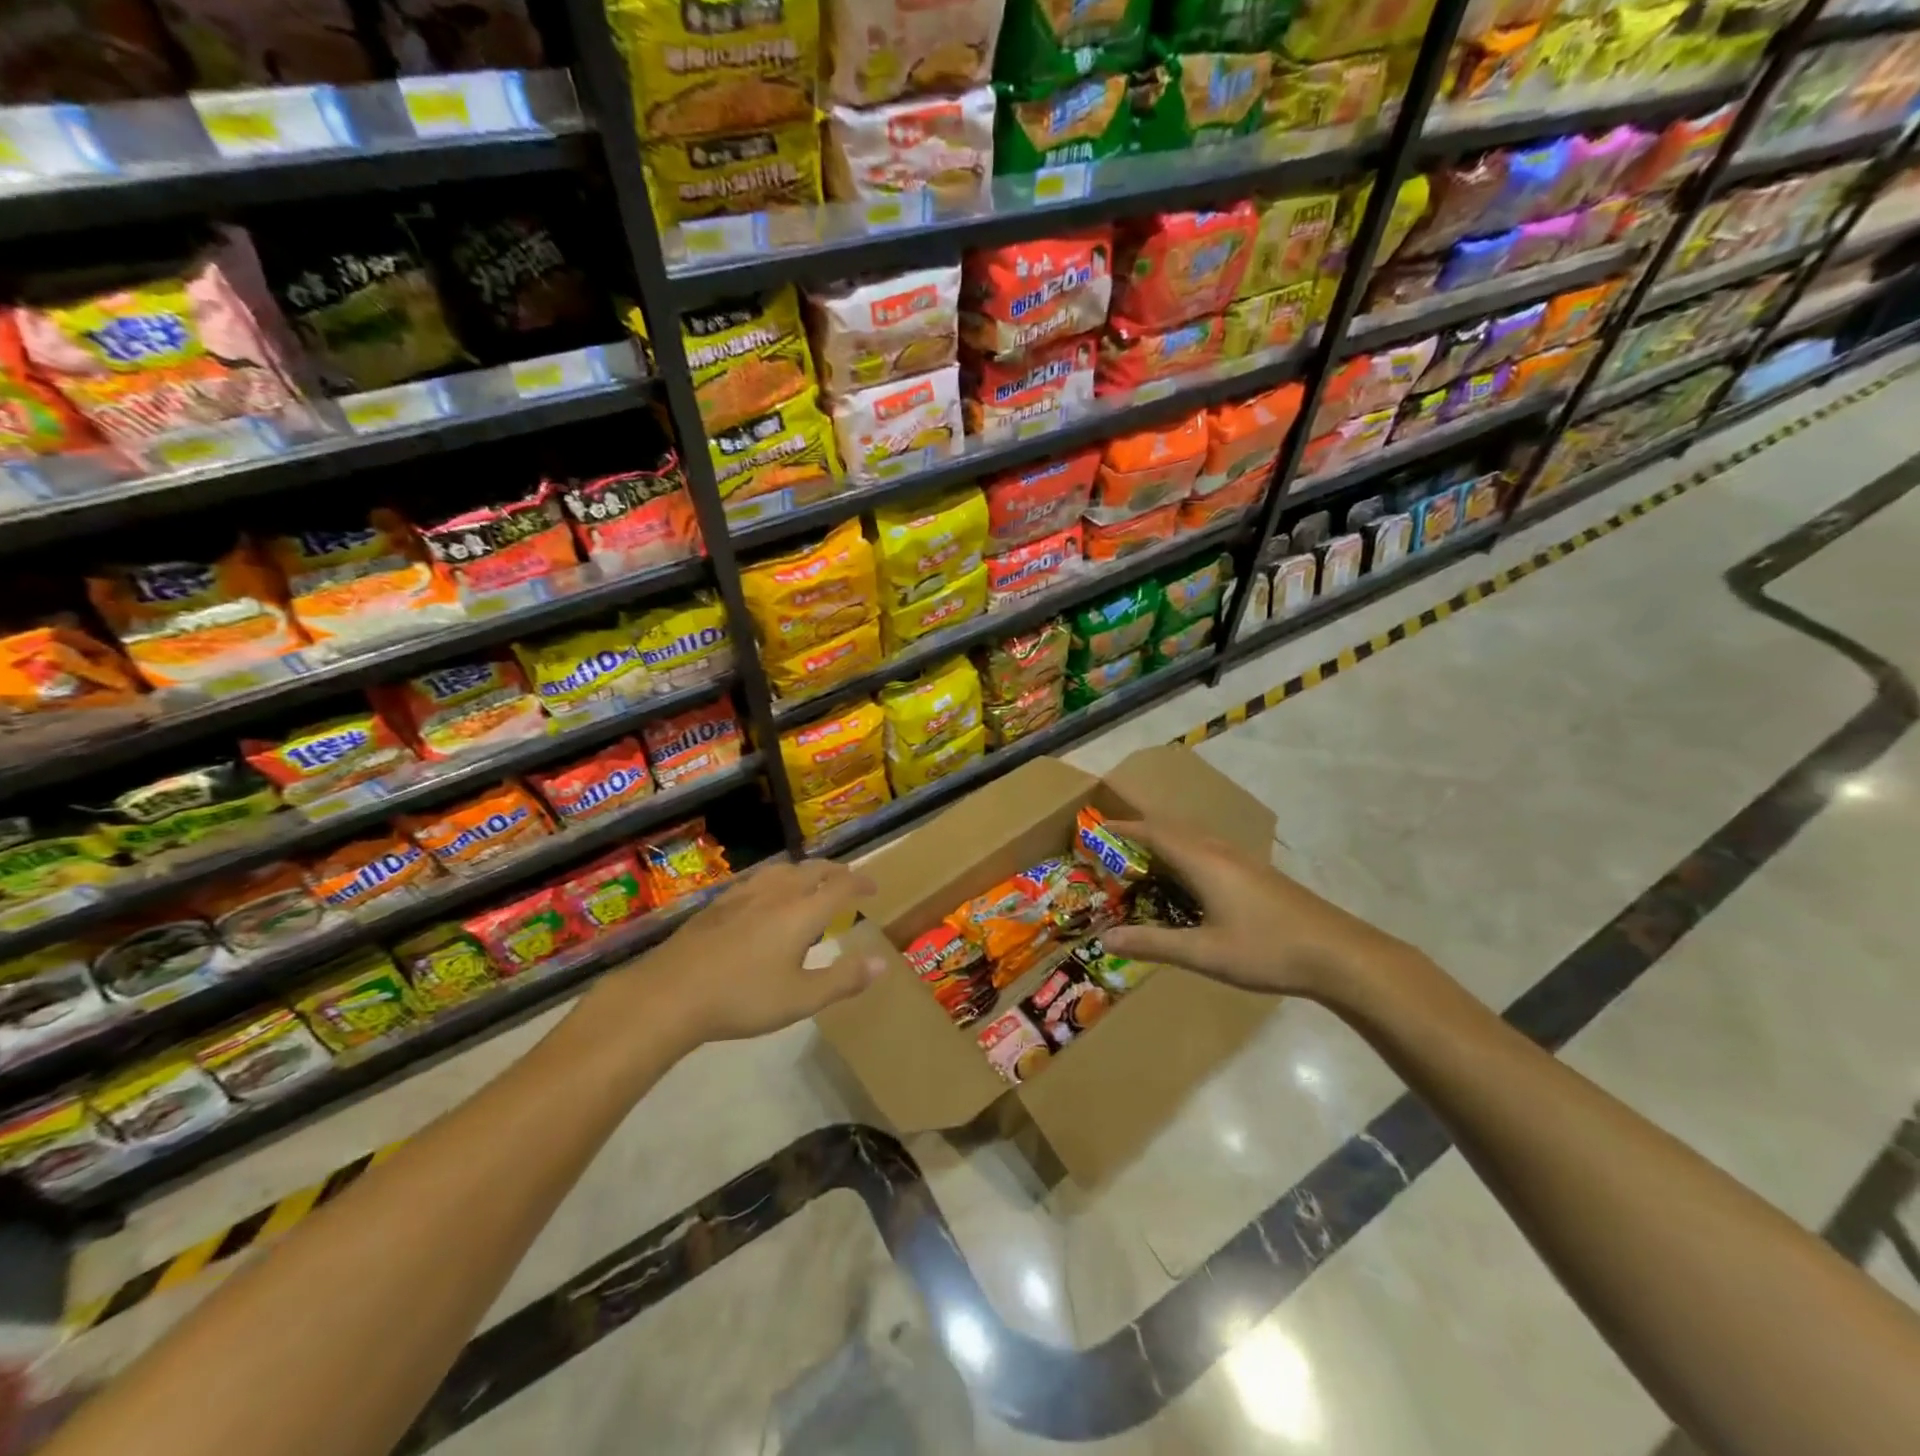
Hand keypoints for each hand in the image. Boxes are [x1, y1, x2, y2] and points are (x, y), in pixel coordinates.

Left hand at [604, 858, 884, 1044]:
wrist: (671, 993)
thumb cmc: (743, 998)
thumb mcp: (801, 998)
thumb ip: (844, 979)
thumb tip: (882, 963)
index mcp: (802, 912)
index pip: (841, 885)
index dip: (861, 882)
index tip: (874, 887)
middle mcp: (777, 893)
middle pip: (813, 869)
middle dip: (835, 871)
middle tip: (847, 881)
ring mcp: (744, 895)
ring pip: (783, 869)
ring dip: (805, 871)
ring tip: (810, 883)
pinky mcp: (718, 903)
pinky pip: (758, 879)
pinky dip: (776, 880)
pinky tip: (765, 897)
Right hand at [1097, 819, 1419, 1000]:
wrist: (1339, 954)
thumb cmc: (1267, 950)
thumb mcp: (1204, 953)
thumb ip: (1153, 944)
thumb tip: (1105, 939)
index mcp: (1203, 862)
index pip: (1154, 832)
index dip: (1124, 827)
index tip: (1096, 826)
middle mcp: (1220, 852)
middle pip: (1174, 827)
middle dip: (1141, 827)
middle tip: (1113, 837)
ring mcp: (1243, 861)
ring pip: (1194, 836)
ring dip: (1165, 838)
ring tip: (1143, 853)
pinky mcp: (1257, 874)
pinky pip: (1209, 849)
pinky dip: (1185, 851)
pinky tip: (1188, 877)